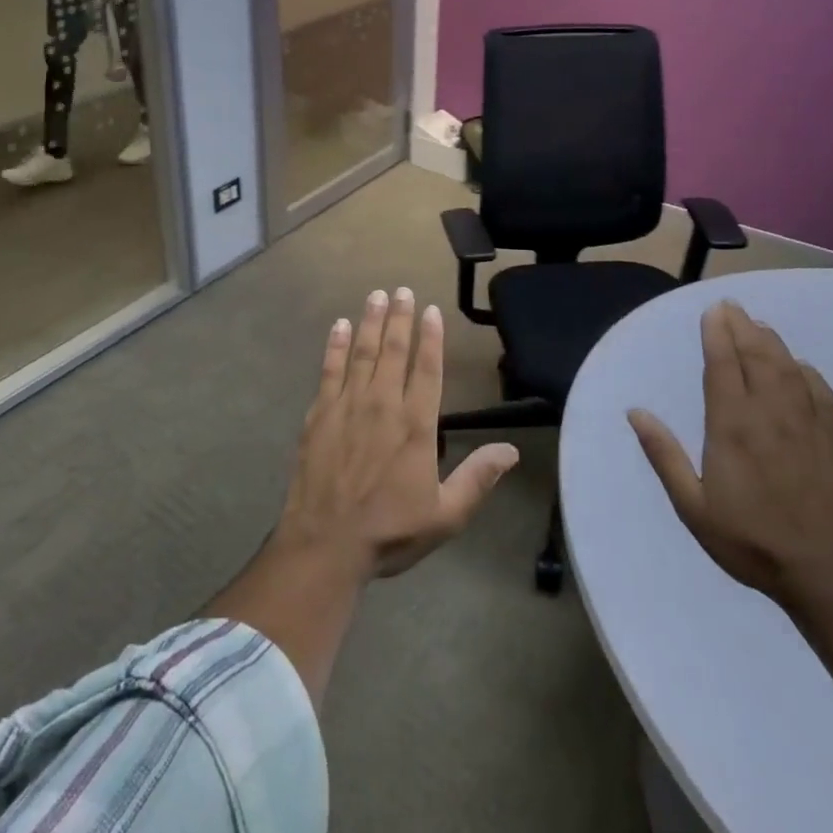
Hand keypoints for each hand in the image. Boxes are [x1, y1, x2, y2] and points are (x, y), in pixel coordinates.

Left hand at [275, 289, 518, 581]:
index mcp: (416, 426)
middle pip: (394, 351)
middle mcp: (383, 405)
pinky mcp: (320, 413)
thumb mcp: (445, 515)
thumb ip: (477, 478)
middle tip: (403, 289)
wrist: (325, 543)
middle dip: (400, 318)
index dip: (431, 337)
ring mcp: (347, 405)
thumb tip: (512, 450)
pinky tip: (339, 326)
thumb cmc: (390, 531)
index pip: (427, 370)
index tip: (431, 310)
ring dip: (370, 322)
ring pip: (362, 352)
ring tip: (376, 295)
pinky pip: (329, 369)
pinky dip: (335, 345)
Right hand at [627, 300, 832, 608]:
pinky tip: (800, 366)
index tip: (712, 311)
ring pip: (788, 369)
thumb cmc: (750, 542)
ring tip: (759, 325)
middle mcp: (770, 416)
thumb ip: (664, 455)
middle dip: (742, 327)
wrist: (828, 579)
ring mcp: (807, 427)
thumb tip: (635, 412)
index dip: (717, 334)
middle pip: (756, 357)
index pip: (723, 366)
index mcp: (732, 427)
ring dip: (772, 342)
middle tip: (731, 306)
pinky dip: (808, 372)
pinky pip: (822, 394)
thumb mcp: (692, 506)